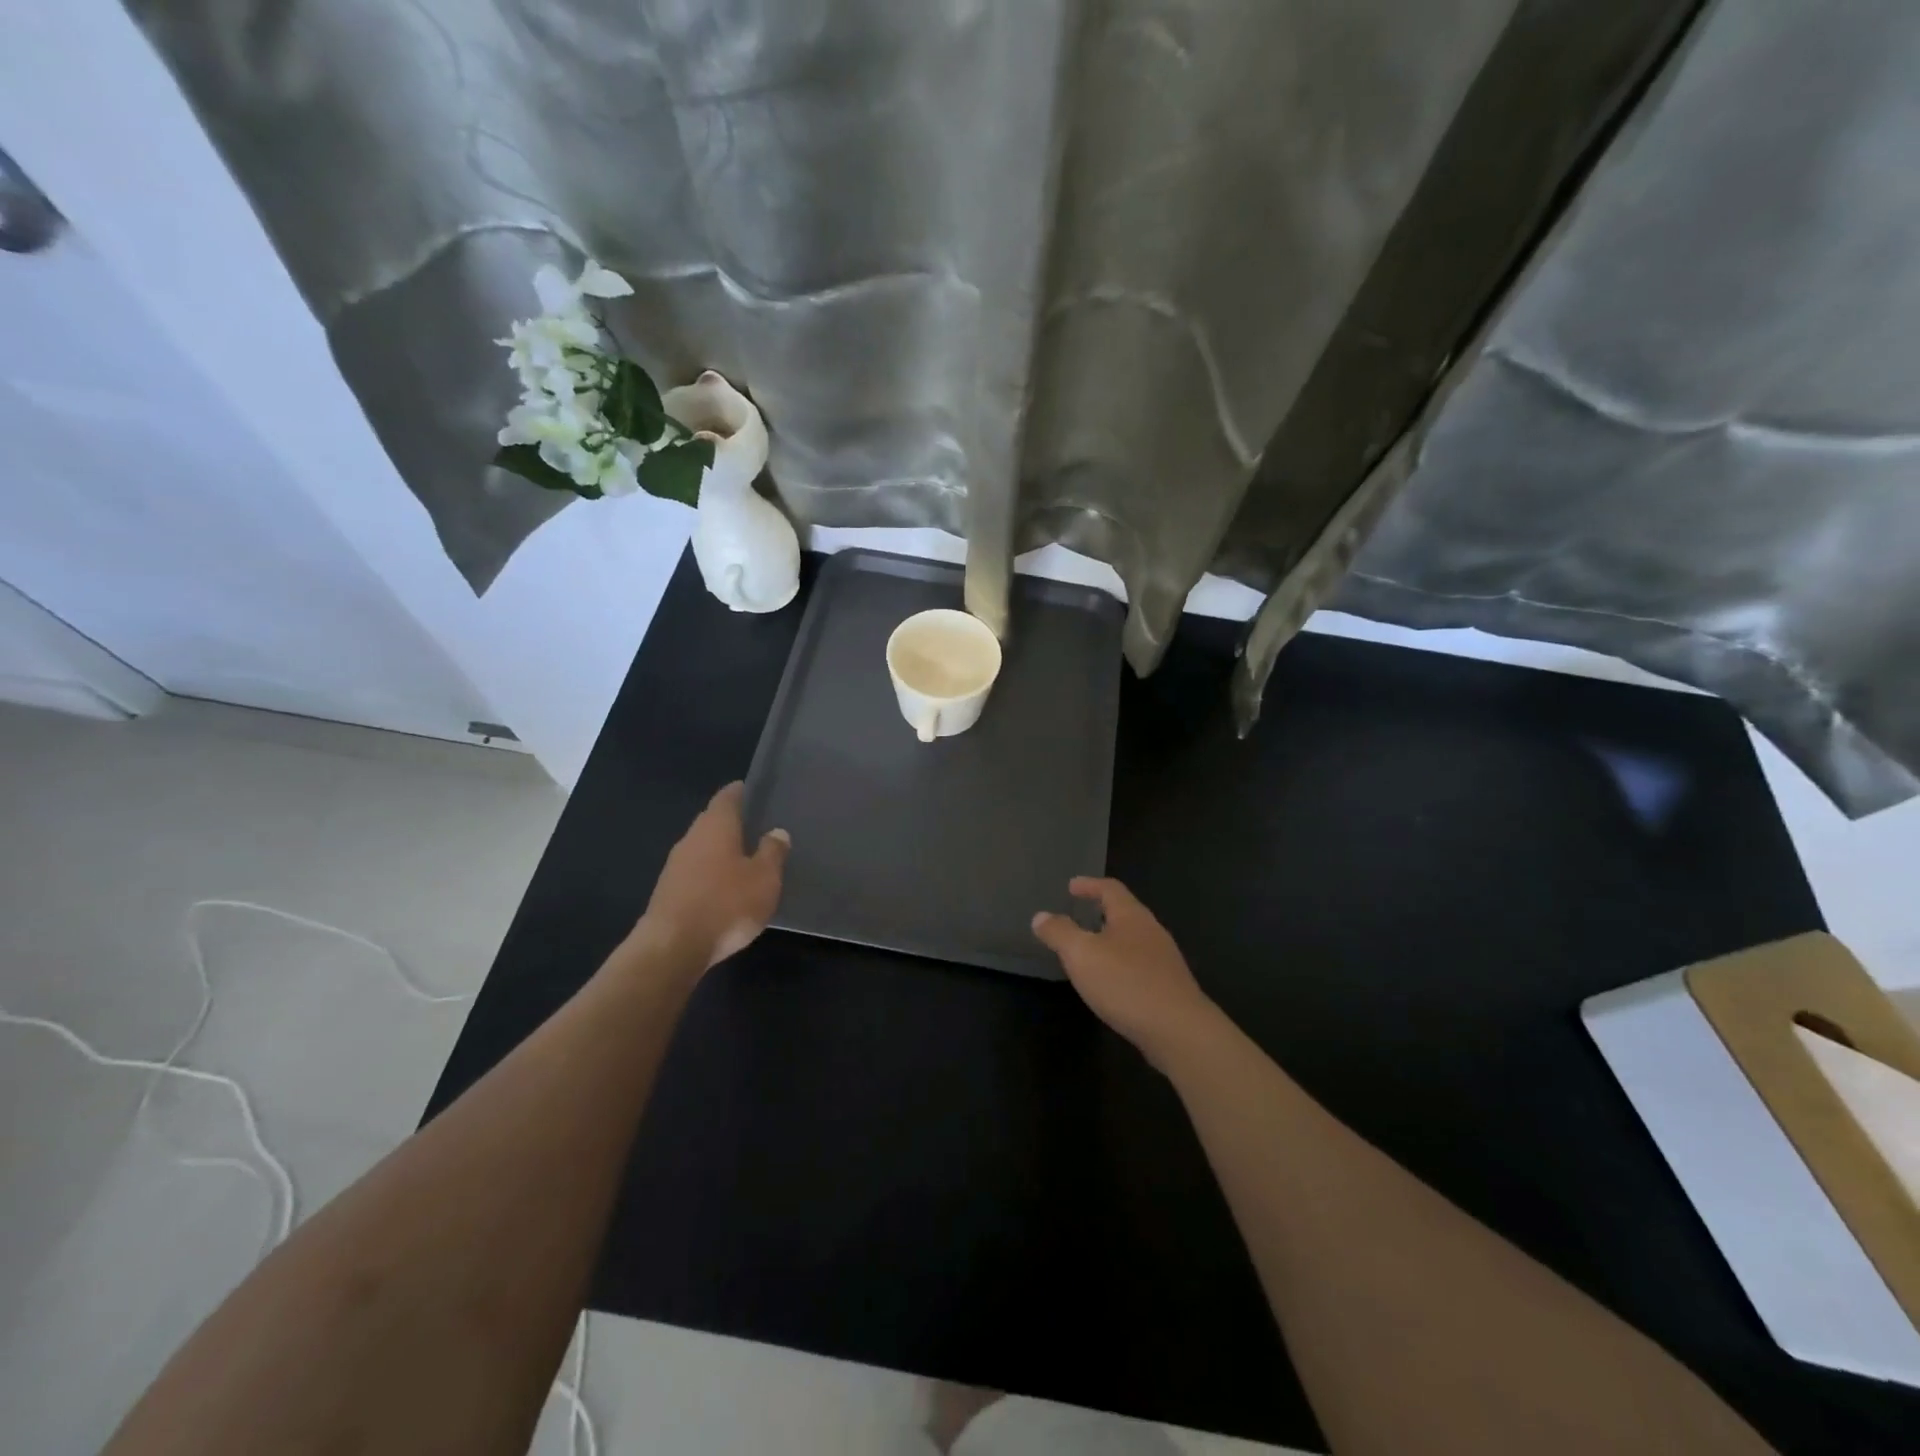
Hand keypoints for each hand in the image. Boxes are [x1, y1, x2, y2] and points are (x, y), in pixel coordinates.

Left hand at [641, 782, 789, 968]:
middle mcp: (691, 838)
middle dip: (731, 823)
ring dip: (720, 851)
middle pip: (712, 821)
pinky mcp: (667, 892)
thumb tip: (776, 831)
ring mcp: (675, 866)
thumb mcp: (764, 879)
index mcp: (716, 826)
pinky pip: (694, 872)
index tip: (753, 791)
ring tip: (744, 859)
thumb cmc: (726, 904)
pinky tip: (724, 889)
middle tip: (756, 826)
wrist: (672, 948)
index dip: (740, 792)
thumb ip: (772, 852)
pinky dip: (709, 874)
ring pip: (702, 848)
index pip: (727, 797)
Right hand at [1032, 878, 1217, 1068]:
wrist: (1179, 1031)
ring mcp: (1164, 960)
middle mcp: (1152, 931)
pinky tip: (1111, 982)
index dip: (1089, 885)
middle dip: (1101, 912)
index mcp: (1132, 916)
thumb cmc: (1126, 983)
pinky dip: (1121, 964)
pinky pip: (1140, 965)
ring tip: (1091, 950)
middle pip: (1125, 912)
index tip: (1071, 886)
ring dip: (1112, 940)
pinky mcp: (1169, 986)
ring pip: (1133, 940)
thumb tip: (1041, 916)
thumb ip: (1059, 933)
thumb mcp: (1081, 954)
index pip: (1110, 889)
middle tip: (1079, 916)